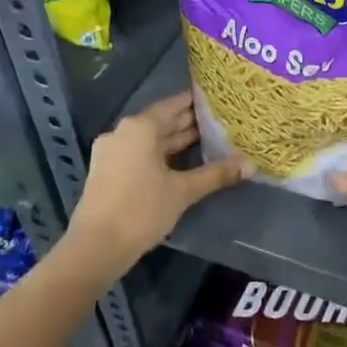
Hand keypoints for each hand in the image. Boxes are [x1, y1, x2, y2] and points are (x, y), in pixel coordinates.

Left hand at [65, 92, 250, 273]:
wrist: (96, 247)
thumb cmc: (141, 210)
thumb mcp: (183, 191)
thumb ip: (216, 174)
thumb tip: (251, 165)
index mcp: (139, 128)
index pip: (173, 105)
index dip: (196, 102)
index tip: (218, 99)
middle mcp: (123, 133)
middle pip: (161, 121)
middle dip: (189, 122)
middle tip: (221, 120)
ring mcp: (112, 152)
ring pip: (151, 140)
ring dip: (176, 140)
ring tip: (209, 140)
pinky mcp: (109, 171)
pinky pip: (141, 153)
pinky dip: (162, 155)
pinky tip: (184, 163)